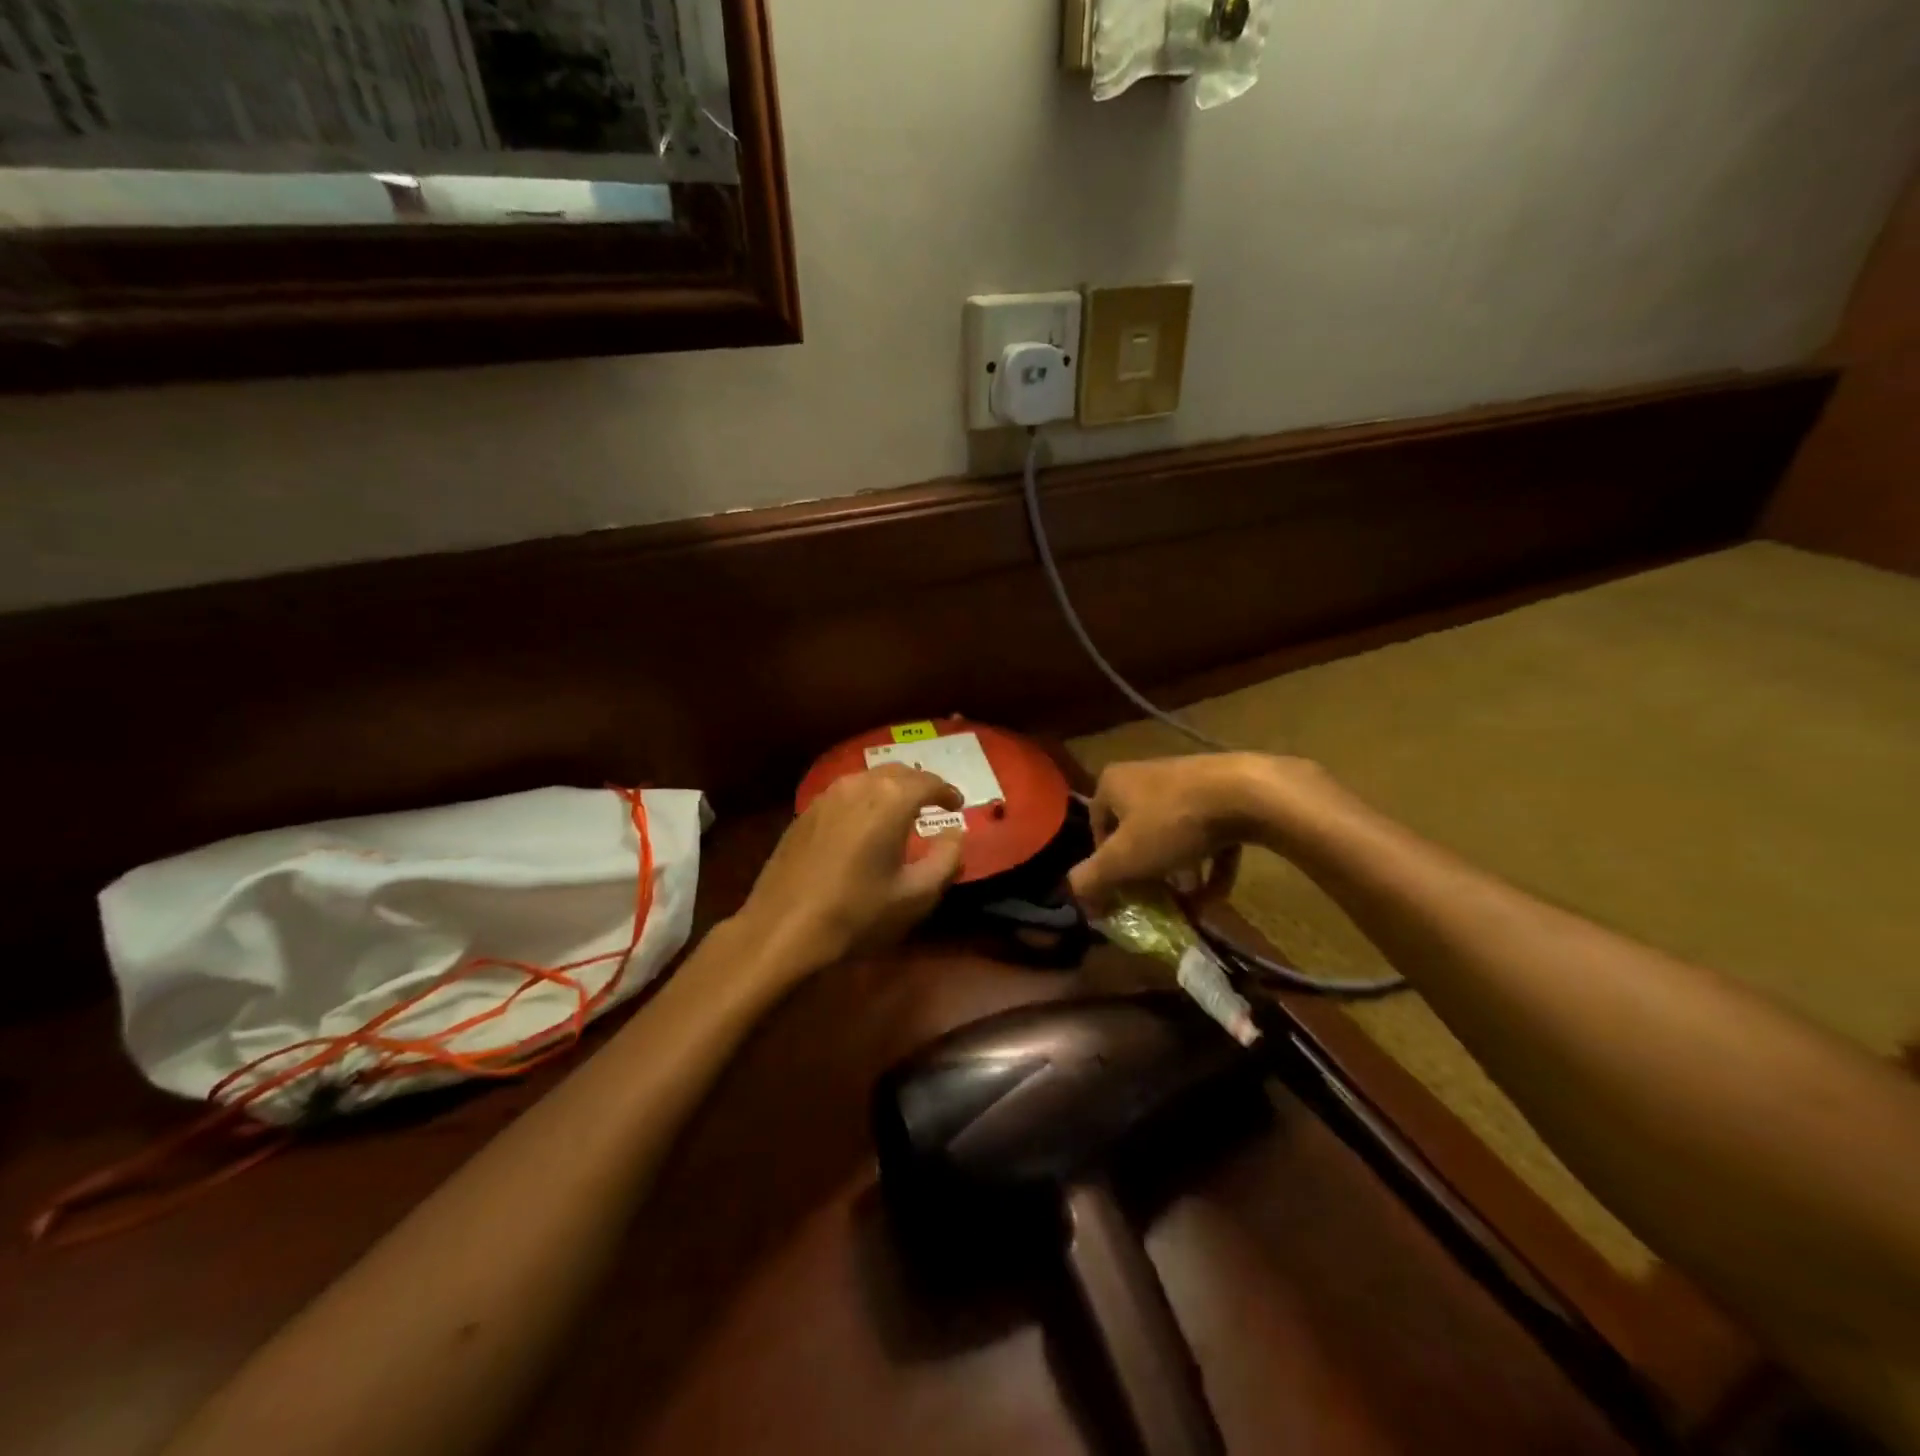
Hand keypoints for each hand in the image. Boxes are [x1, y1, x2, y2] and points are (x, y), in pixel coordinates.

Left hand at [733, 766, 965, 978]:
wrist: (783, 928)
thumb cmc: (857, 913)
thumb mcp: (916, 895)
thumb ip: (947, 859)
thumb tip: (955, 833)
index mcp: (891, 800)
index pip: (929, 781)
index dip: (948, 791)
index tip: (958, 805)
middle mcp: (859, 785)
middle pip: (898, 773)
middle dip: (920, 785)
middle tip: (934, 803)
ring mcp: (827, 796)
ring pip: (869, 778)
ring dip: (891, 789)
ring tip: (902, 811)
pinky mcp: (806, 812)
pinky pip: (846, 792)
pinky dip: (866, 799)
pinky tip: (865, 823)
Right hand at [1068, 753, 1332, 910]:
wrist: (1247, 792)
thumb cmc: (1172, 823)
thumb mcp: (1122, 859)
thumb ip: (1091, 880)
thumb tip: (1077, 900)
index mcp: (1113, 783)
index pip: (1097, 828)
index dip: (1105, 865)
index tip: (1121, 893)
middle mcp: (1145, 775)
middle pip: (1136, 832)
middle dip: (1146, 872)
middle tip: (1155, 901)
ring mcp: (1187, 782)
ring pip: (1173, 835)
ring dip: (1179, 872)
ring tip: (1188, 905)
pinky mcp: (1223, 792)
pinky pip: (1208, 834)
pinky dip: (1209, 864)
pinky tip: (1217, 896)